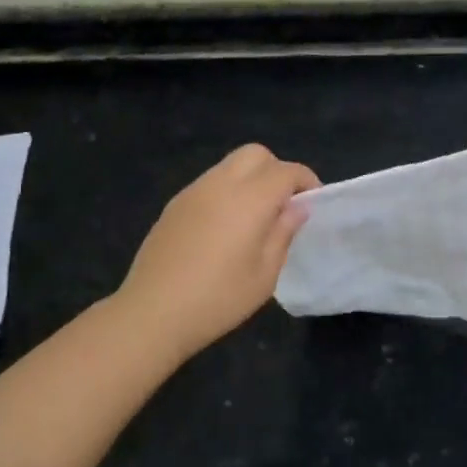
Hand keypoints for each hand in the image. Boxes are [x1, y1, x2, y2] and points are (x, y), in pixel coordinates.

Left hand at [116, 144, 319, 360]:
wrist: (152, 312)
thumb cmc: (218, 299)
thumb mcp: (264, 274)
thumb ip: (283, 233)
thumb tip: (297, 207)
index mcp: (249, 199)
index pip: (286, 171)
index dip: (306, 181)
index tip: (313, 202)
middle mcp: (221, 184)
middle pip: (256, 154)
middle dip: (277, 170)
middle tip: (283, 204)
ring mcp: (193, 191)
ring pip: (230, 165)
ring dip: (250, 179)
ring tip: (255, 217)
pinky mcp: (174, 205)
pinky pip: (209, 183)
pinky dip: (227, 191)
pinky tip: (224, 228)